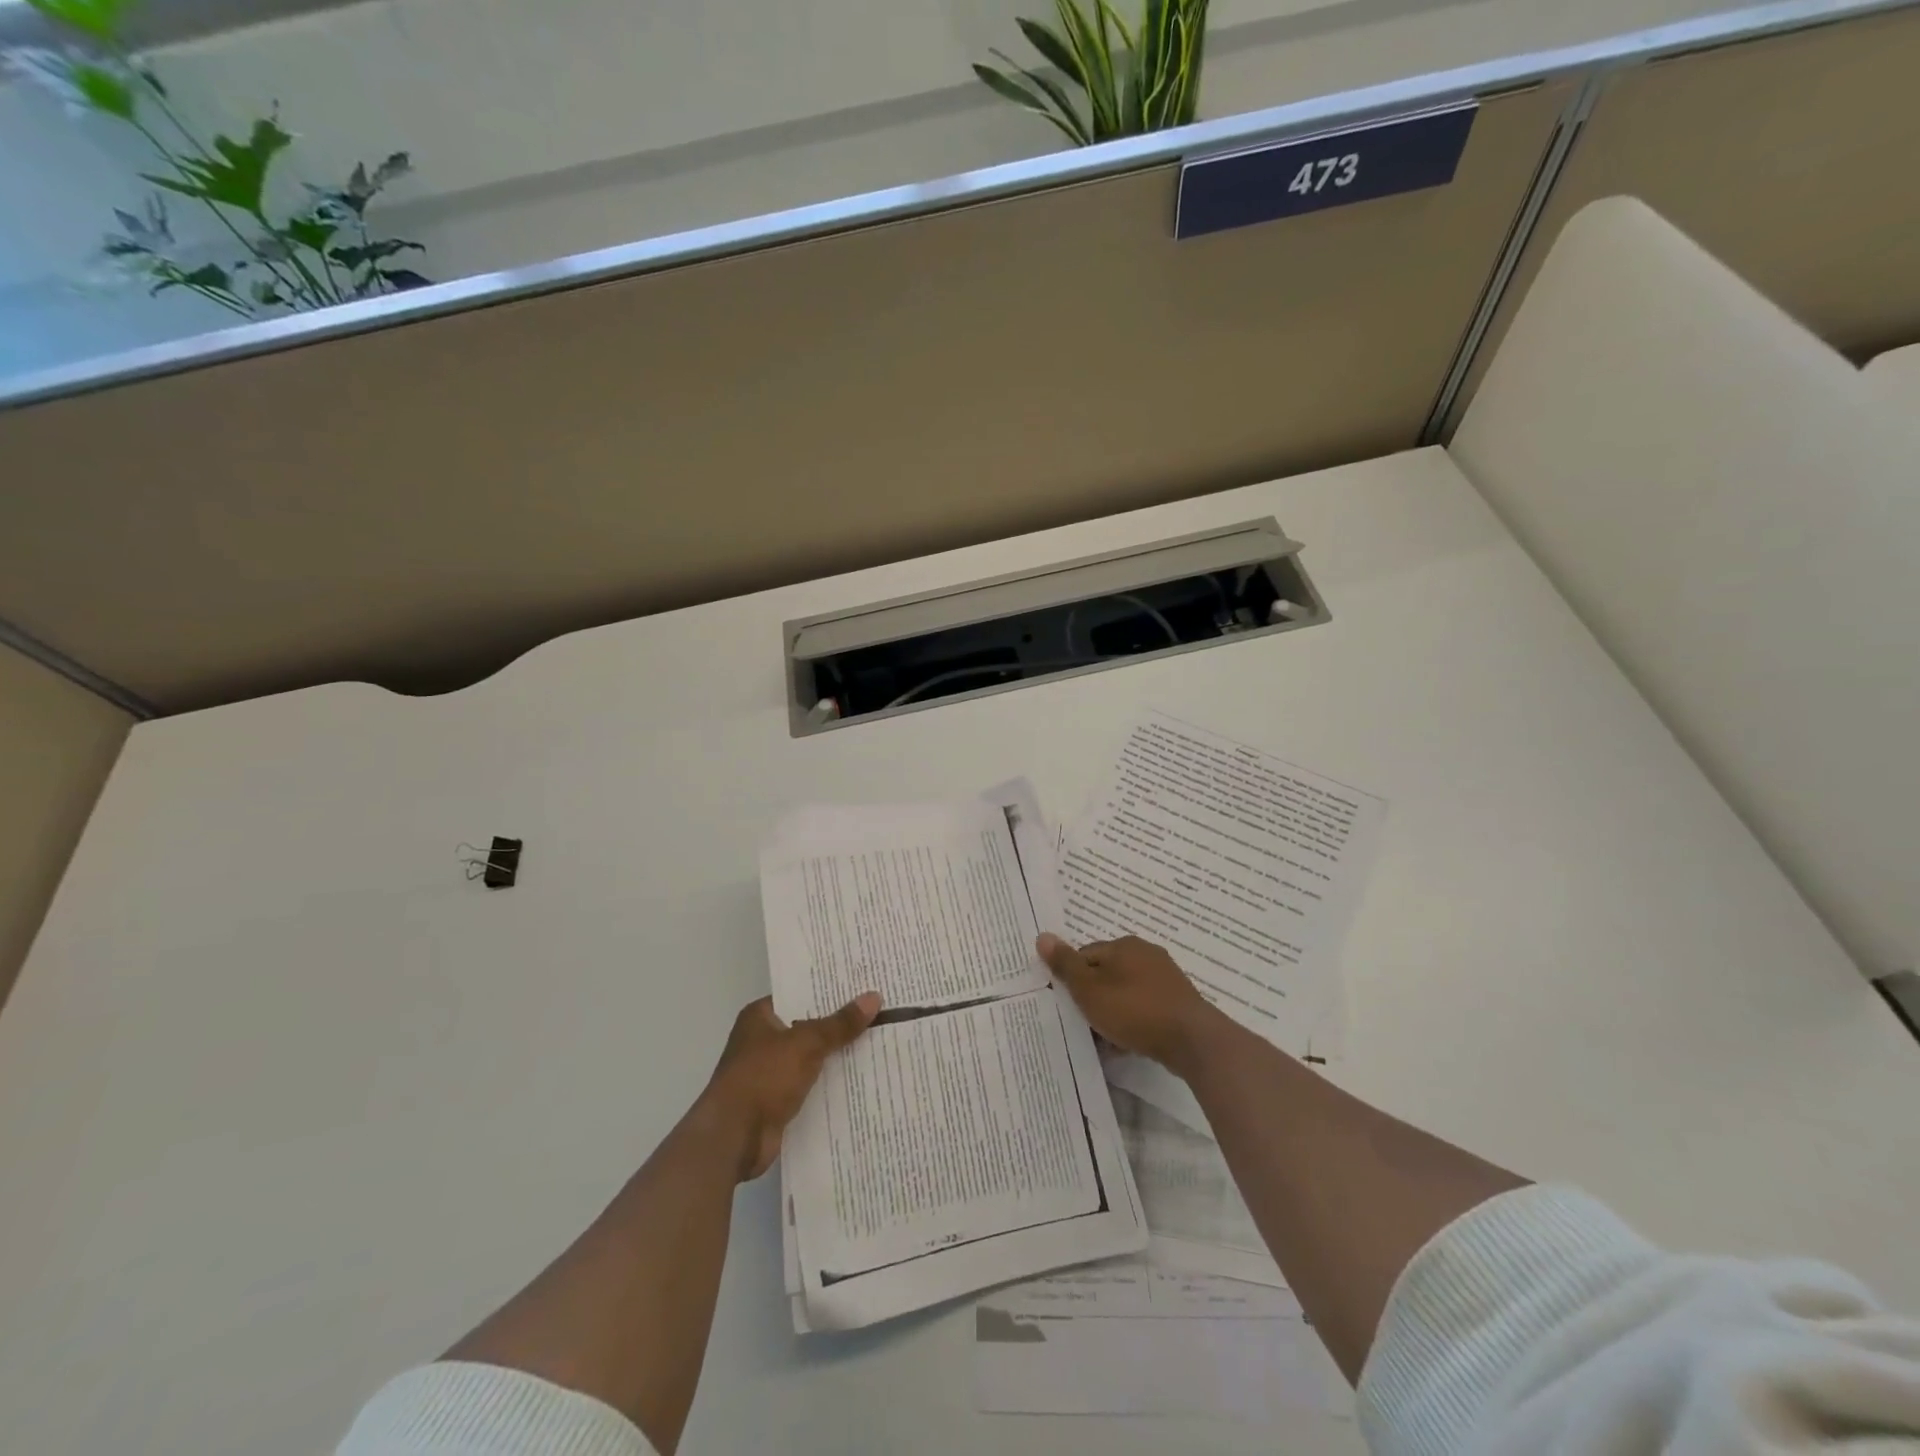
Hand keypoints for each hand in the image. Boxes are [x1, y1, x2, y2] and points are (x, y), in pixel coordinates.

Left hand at [697, 993, 880, 1182]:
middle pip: (808, 1026)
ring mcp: (769, 1072)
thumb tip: (874, 997)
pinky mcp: (777, 1101)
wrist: (733, 1138)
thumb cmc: (763, 1077)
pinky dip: (830, 1084)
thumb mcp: (806, 1043)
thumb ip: (840, 1024)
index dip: (829, 991)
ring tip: (878, 1041)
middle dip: (839, 1023)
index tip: (862, 985)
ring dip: (837, 1055)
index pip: (799, 994)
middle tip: (879, 1010)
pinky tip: (861, 1078)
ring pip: (811, 1057)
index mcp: (760, 1016)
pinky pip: (810, 1085)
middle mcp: (762, 1040)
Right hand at [1038, 933, 1221, 1077]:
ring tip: (1105, 1040)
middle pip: (1106, 974)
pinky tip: (1128, 1043)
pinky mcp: (1178, 1001)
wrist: (1192, 1041)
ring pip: (1125, 993)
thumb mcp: (1090, 990)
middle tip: (1084, 1024)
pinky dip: (1133, 1022)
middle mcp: (1146, 954)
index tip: (1068, 1006)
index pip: (1085, 956)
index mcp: (1124, 945)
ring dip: (1113, 1013)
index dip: (1072, 980)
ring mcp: (1165, 978)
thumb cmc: (1135, 1011)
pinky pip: (1145, 1008)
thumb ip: (1065, 965)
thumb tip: (1042, 936)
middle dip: (1093, 998)